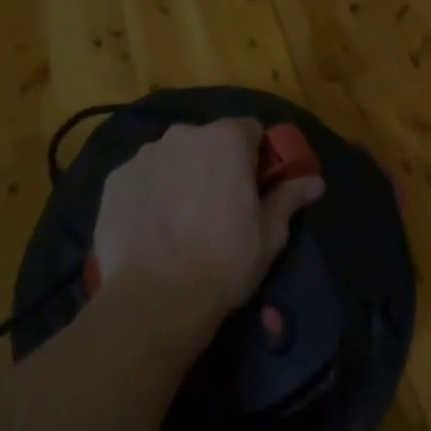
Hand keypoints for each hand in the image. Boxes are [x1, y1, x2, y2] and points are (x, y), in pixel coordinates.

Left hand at [92, 119, 324, 335]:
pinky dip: (149, 193)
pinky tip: (151, 228)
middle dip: (215, 164)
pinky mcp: (115, 179)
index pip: (250, 130)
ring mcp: (145, 155)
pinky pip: (142, 178)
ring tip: (180, 221)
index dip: (255, 157)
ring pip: (172, 158)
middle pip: (208, 141)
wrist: (154, 300)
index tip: (253, 186)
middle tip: (217, 207)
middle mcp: (184, 134)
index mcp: (227, 139)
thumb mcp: (269, 234)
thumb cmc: (223, 262)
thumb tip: (315, 180)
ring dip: (180, 176)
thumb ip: (289, 197)